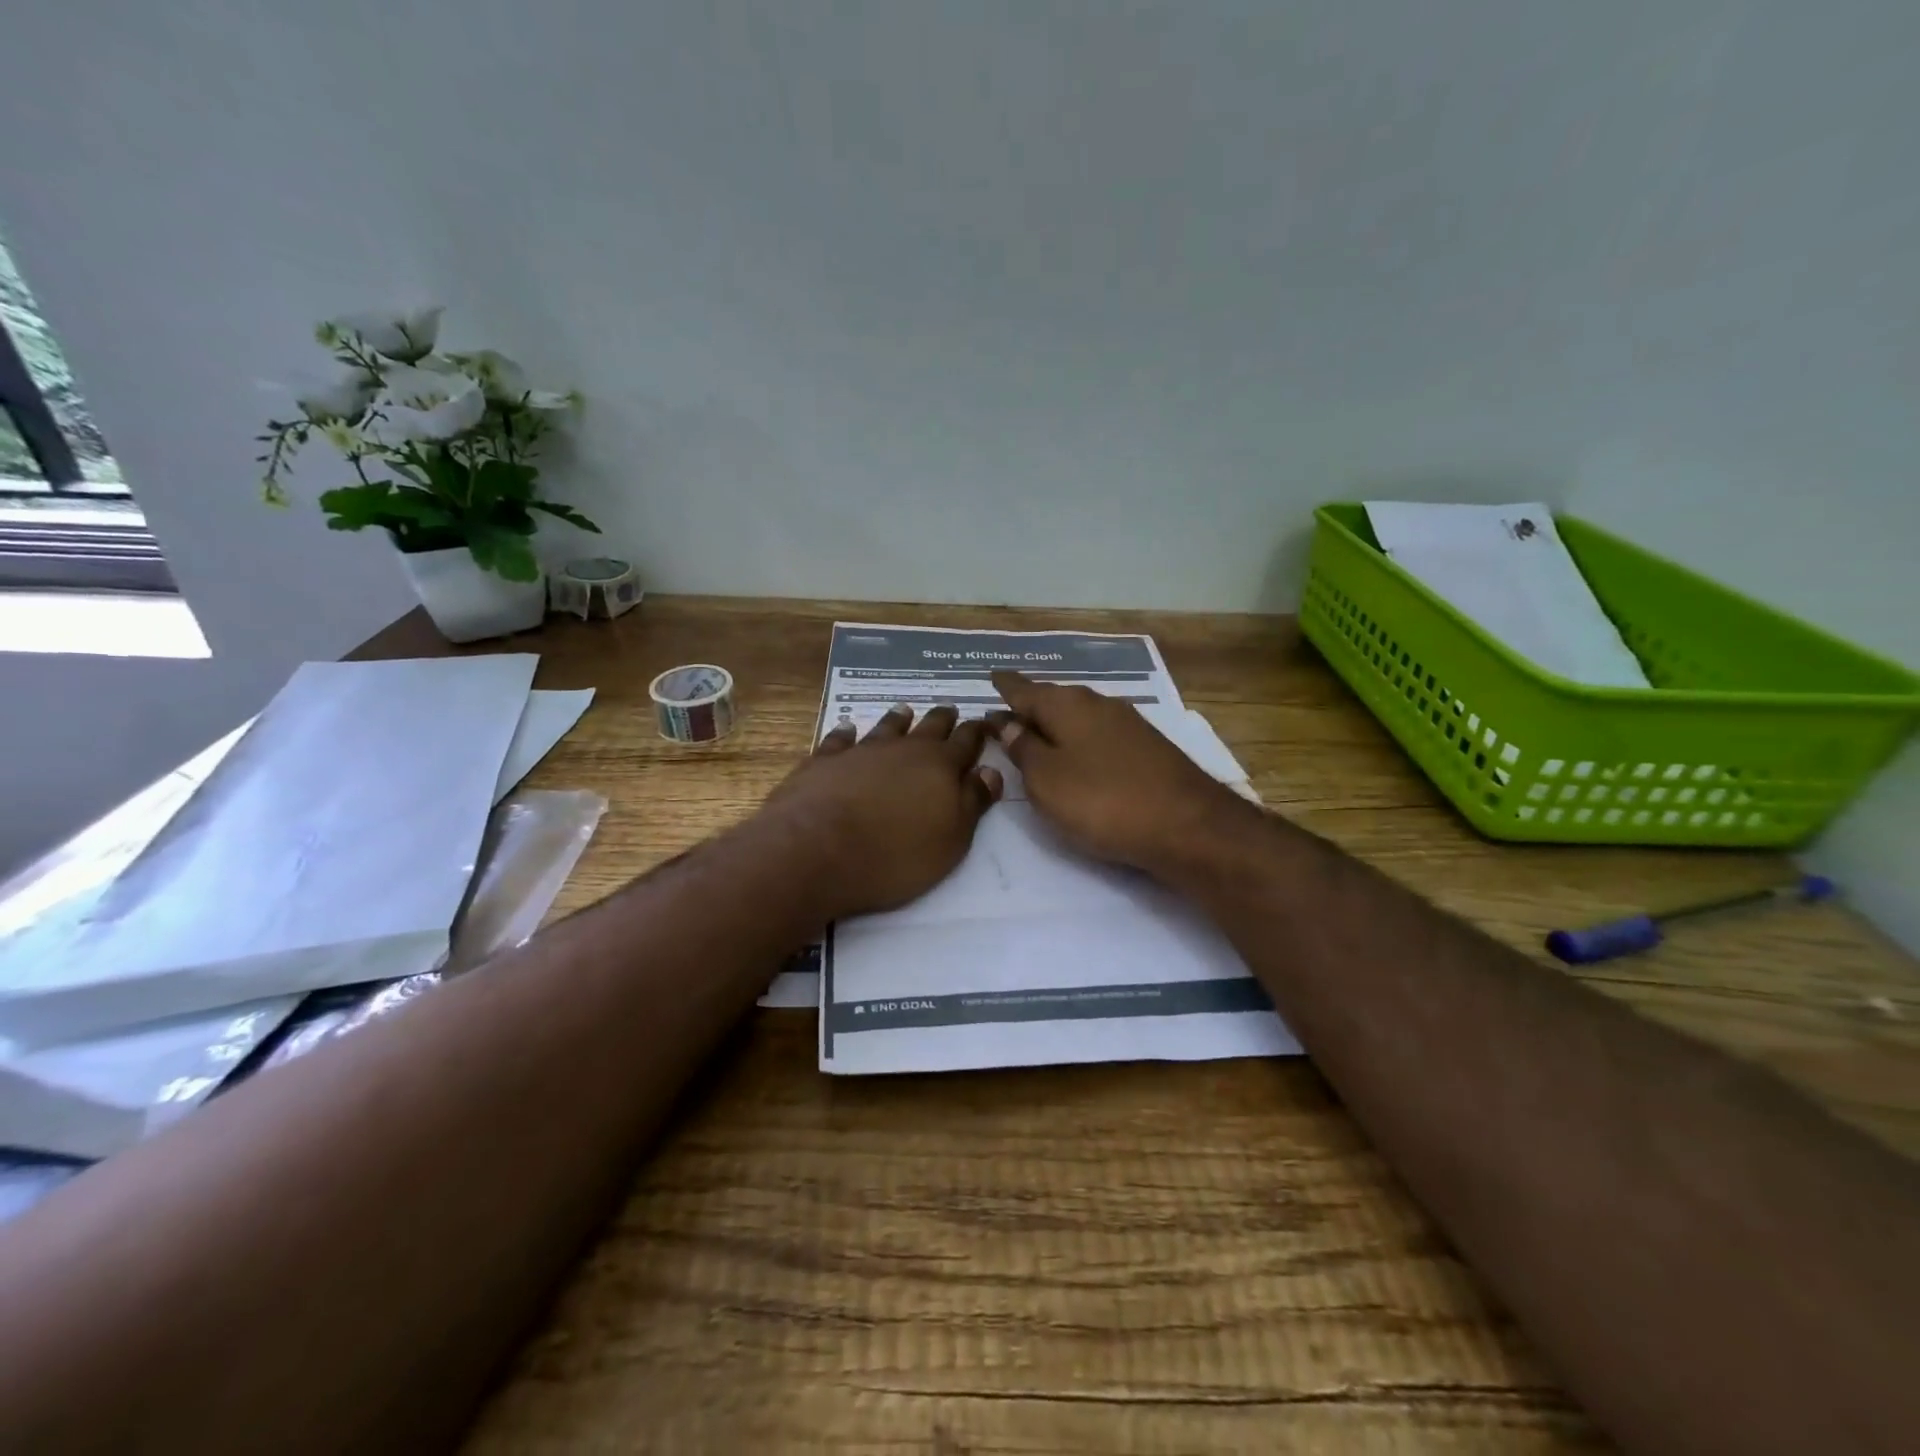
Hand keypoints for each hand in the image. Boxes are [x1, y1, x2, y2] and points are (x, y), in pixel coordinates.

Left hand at [758, 703, 1003, 920]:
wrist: (816, 850)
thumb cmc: (894, 854)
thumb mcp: (950, 839)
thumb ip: (972, 803)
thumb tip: (991, 771)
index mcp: (940, 766)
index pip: (966, 742)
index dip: (977, 732)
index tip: (985, 723)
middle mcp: (903, 749)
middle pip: (929, 727)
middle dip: (943, 719)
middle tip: (950, 709)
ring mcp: (861, 751)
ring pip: (886, 727)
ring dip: (898, 719)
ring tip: (905, 709)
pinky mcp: (824, 761)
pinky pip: (839, 739)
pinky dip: (846, 732)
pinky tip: (847, 729)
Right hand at [988, 671, 1238, 872]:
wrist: (1188, 826)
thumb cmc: (1103, 801)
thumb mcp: (1046, 780)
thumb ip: (1023, 750)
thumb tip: (1009, 723)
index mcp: (1067, 706)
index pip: (1025, 690)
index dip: (1006, 686)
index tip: (991, 677)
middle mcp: (1098, 704)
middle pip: (1054, 699)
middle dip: (1030, 704)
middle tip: (1008, 711)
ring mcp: (1128, 725)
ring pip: (1079, 716)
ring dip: (1056, 723)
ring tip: (1037, 732)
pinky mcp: (1148, 748)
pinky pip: (1098, 734)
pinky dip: (1079, 739)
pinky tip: (1078, 753)